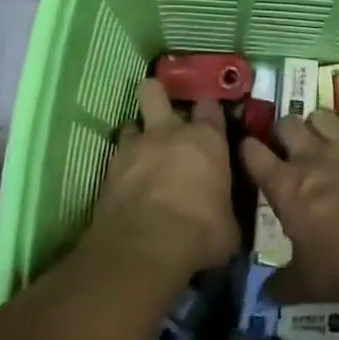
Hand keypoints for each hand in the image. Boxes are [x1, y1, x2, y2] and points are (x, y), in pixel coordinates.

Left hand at [86, 79, 239, 278]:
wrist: (144, 248)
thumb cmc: (200, 233)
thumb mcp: (229, 227)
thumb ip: (226, 207)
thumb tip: (226, 213)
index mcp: (206, 140)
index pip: (210, 106)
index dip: (209, 110)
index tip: (211, 120)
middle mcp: (168, 132)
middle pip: (155, 91)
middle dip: (157, 94)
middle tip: (162, 111)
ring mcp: (134, 147)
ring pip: (130, 122)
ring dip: (137, 134)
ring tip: (142, 151)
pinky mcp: (108, 169)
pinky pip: (116, 155)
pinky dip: (122, 165)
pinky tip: (127, 181)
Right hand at [241, 110, 338, 302]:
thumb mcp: (308, 284)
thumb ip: (282, 286)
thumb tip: (264, 297)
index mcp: (286, 185)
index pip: (252, 154)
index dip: (247, 150)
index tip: (248, 155)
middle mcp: (313, 157)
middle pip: (287, 123)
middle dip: (284, 132)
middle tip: (290, 149)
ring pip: (325, 115)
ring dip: (321, 124)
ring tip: (325, 139)